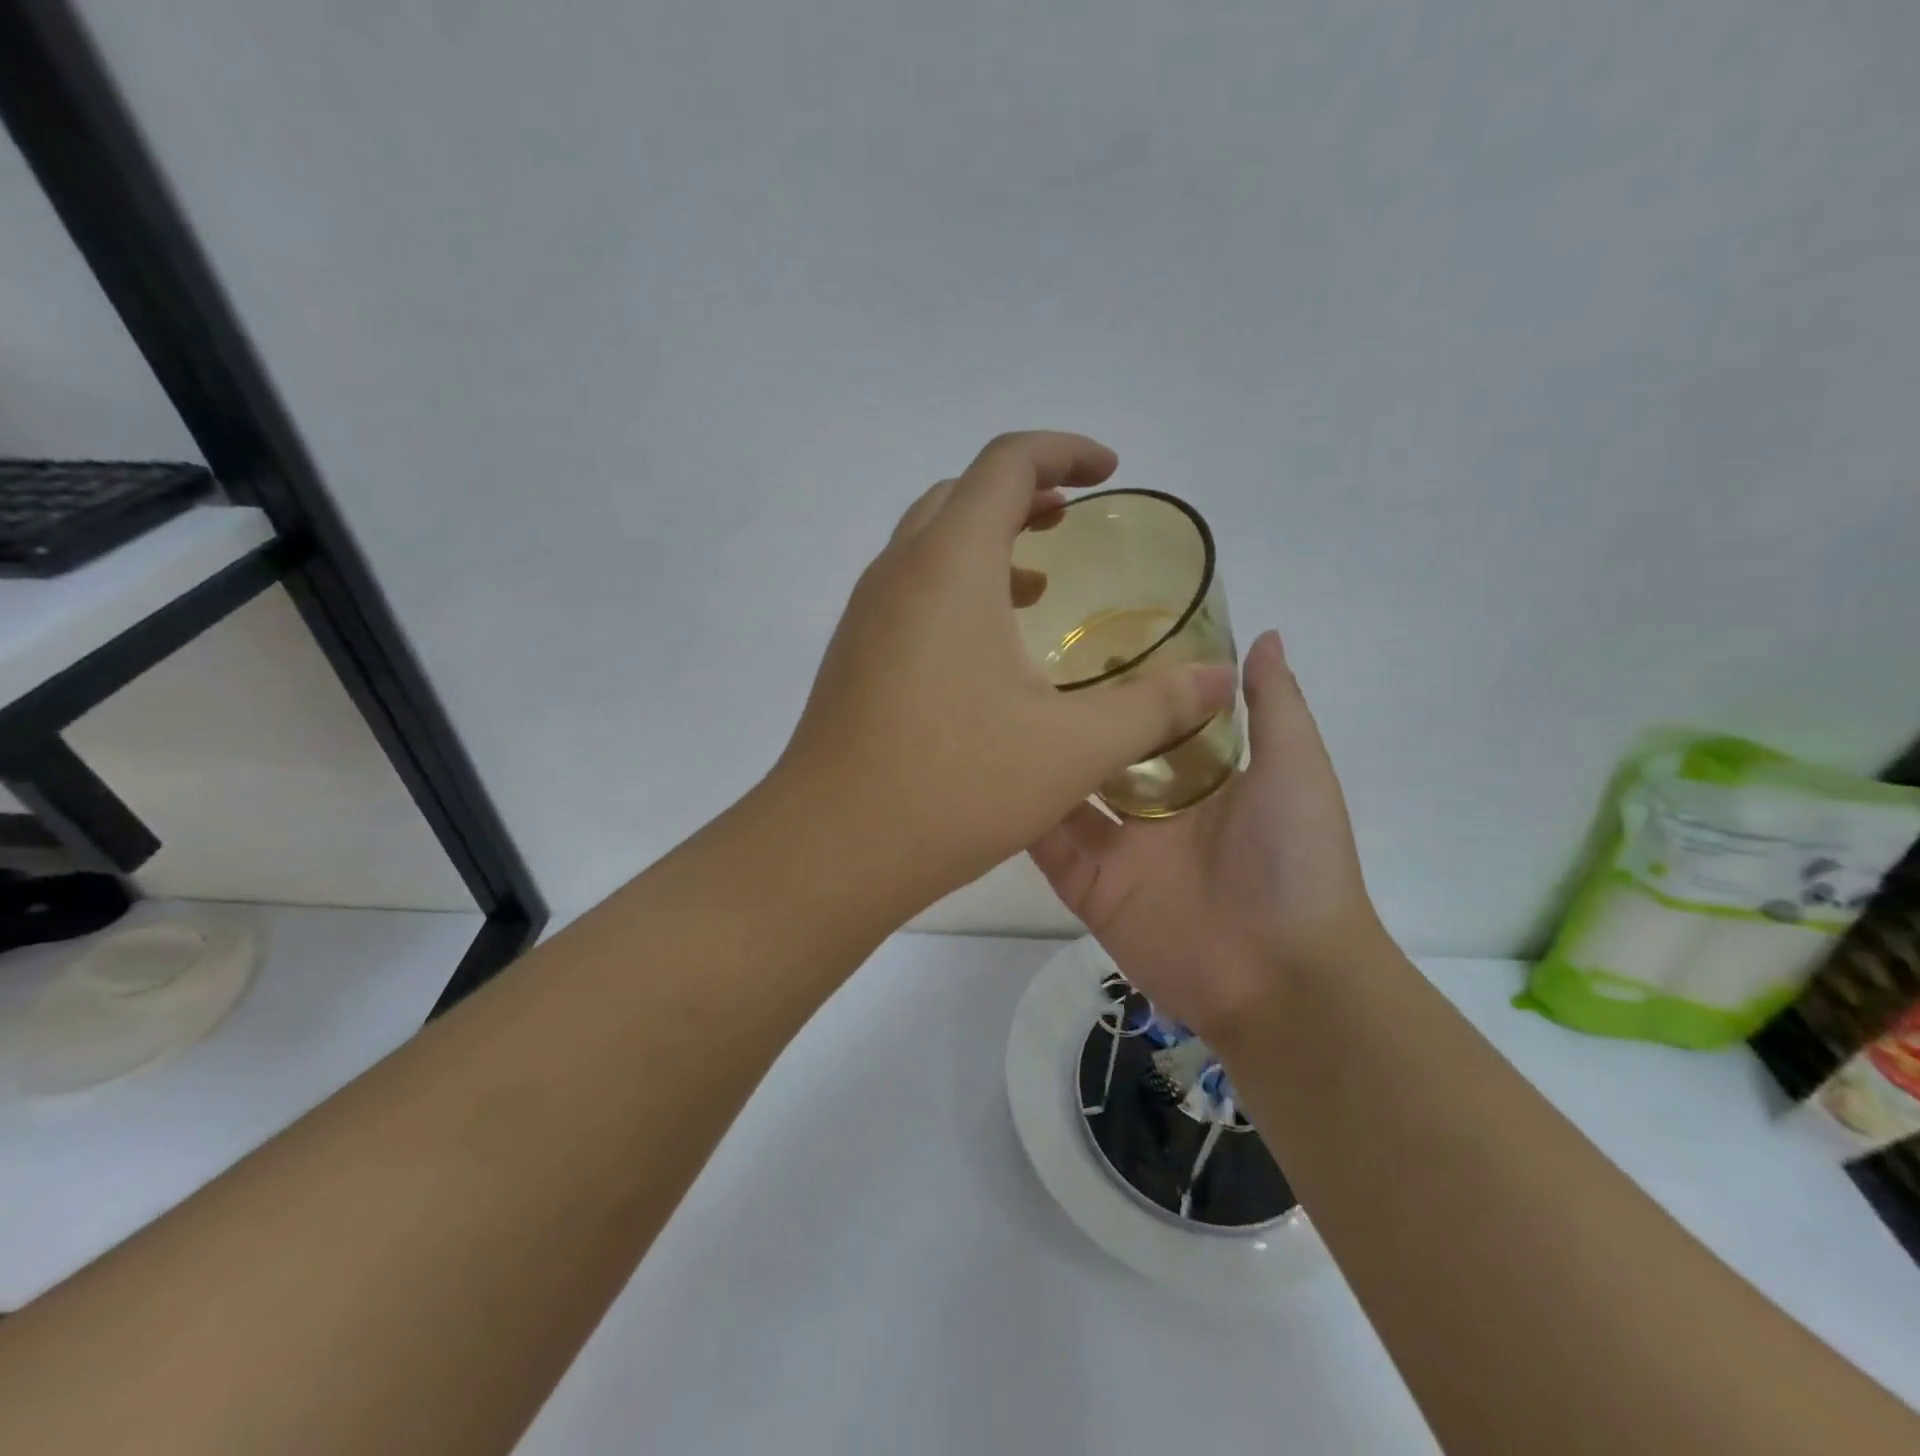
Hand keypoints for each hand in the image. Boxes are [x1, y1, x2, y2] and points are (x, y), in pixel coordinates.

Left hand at [775, 432, 1236, 915]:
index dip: (1064, 451)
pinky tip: (986, 650)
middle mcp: (898, 572)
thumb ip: (1154, 706)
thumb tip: (1222, 680)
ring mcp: (865, 616)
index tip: (1109, 473)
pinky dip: (954, 589)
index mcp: (950, 564)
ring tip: (1037, 581)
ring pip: (927, 545)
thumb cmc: (956, 784)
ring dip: (984, 542)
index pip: (1006, 463)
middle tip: (1070, 521)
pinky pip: (908, 592)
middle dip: (1022, 492)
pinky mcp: (852, 657)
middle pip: (960, 494)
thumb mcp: (1074, 747)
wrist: (832, 848)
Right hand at [1030, 630, 1383, 1042]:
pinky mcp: (1088, 888)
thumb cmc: (1296, 860)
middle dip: (1067, 717)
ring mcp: (1116, 849)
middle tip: (1016, 665)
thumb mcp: (1296, 769)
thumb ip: (1275, 704)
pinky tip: (985, 774)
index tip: (1082, 632)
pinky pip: (1046, 846)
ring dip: (1035, 761)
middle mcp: (1152, 808)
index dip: (1121, 682)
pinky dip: (1019, 816)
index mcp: (1198, 776)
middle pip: (1098, 753)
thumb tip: (1263, 634)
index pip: (1150, 718)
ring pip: (1063, 795)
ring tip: (990, 709)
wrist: (1284, 976)